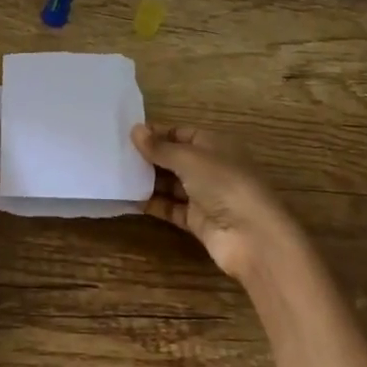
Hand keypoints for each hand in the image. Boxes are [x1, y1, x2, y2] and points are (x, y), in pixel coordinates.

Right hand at [131, 123, 297, 280]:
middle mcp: (210, 167)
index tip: (126, 134)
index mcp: (214, 144)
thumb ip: (160, 147)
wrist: (252, 236)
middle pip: (174, 158)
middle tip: (114, 155)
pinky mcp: (197, 220)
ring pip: (170, 183)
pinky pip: (170, 207)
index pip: (181, 133)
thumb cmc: (224, 184)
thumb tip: (135, 130)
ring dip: (147, 180)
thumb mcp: (189, 159)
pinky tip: (128, 199)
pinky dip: (152, 203)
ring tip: (116, 175)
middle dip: (148, 157)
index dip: (156, 133)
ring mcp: (204, 195)